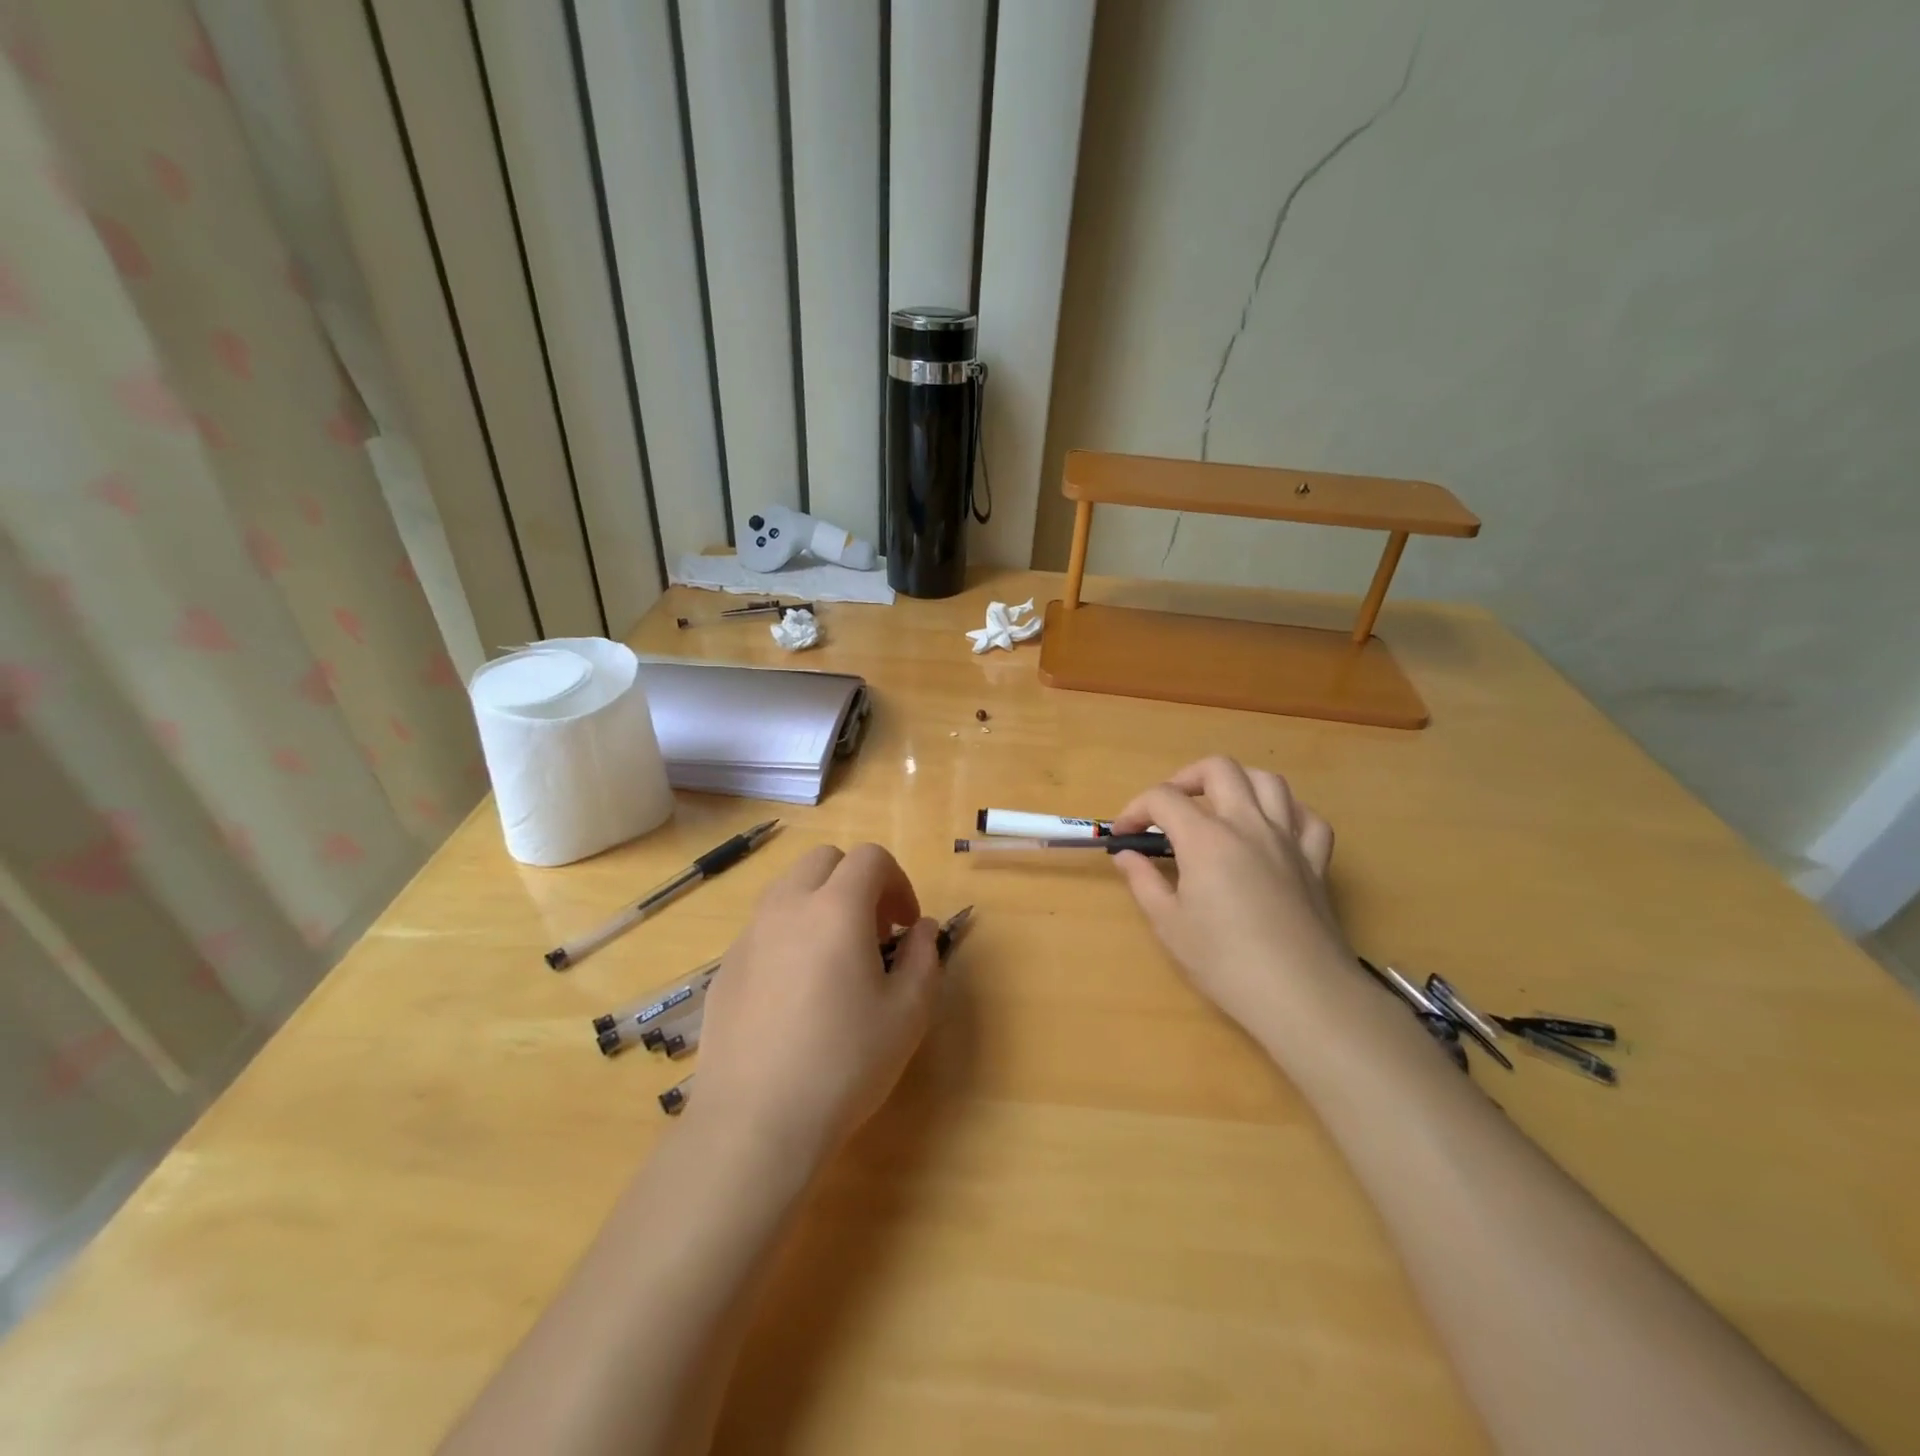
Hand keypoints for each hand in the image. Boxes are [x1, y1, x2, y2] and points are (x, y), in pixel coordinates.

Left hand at [692, 844, 942, 1163]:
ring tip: (834, 958)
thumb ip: (924, 957)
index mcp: (836, 908)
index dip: (898, 882)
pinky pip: (763, 927)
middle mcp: (787, 907)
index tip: (905, 925)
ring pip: (788, 888)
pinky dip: (789, 934)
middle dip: (856, 882)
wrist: (755, 1122)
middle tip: (872, 932)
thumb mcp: (908, 1013)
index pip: (870, 858)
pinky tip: (796, 992)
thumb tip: (922, 929)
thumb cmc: (844, 1063)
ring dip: (820, 902)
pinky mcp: (726, 967)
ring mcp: (749, 935)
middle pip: (824, 860)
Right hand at [1110, 756, 1349, 1034]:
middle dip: (1185, 778)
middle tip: (1169, 808)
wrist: (1300, 994)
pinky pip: (1307, 818)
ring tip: (1219, 807)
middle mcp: (1248, 824)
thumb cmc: (1225, 961)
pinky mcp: (1315, 861)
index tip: (1123, 835)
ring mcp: (1287, 839)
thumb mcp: (1169, 924)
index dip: (1136, 809)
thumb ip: (1144, 881)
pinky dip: (1287, 813)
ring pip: (1268, 781)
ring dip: (1238, 783)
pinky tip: (1272, 829)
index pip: (1163, 798)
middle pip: (1218, 769)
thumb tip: (1127, 855)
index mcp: (1206, 838)